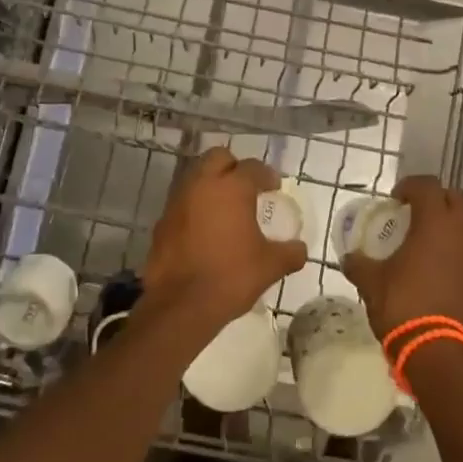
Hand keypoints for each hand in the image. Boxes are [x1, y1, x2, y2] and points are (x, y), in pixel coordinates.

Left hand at [143, 148, 307, 330]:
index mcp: (231, 188)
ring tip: (225, 207)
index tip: (273, 187)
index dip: (266, 175)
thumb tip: (300, 249)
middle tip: (246, 187)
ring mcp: (177, 200)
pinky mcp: (162, 220)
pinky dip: (195, 206)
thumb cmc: (231, 277)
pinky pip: (182, 201)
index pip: (252, 167)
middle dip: (233, 167)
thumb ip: (289, 253)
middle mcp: (202, 184)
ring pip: (196, 176)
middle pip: (218, 157)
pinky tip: (204, 228)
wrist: (181, 304)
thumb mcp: (270, 266)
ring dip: (211, 184)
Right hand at [341, 175, 462, 339]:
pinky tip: (433, 264)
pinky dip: (453, 246)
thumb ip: (358, 263)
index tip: (394, 199)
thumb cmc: (403, 305)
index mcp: (434, 223)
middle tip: (412, 211)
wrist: (439, 352)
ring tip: (423, 237)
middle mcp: (460, 232)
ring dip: (447, 222)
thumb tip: (349, 257)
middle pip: (455, 198)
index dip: (410, 186)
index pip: (428, 186)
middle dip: (435, 198)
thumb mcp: (371, 282)